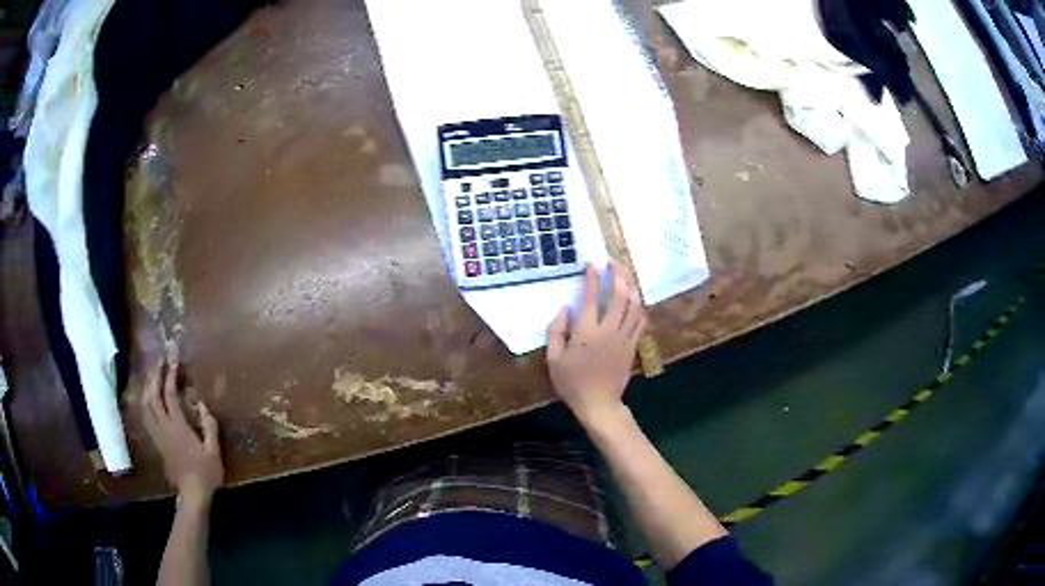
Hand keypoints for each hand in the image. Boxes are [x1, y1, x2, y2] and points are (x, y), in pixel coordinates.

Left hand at [143, 362, 223, 506]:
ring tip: (152, 376)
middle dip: (155, 377)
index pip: (170, 396)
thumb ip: (209, 426)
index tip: (174, 361)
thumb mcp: (213, 451)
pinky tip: (149, 399)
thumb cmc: (206, 473)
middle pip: (153, 397)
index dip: (170, 377)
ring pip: (146, 406)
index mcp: (178, 427)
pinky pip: (146, 417)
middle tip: (159, 362)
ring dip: (148, 388)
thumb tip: (202, 405)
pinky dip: (146, 402)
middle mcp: (164, 427)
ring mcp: (158, 435)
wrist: (192, 493)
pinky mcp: (157, 442)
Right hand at [547, 264, 646, 426]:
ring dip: (630, 288)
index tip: (591, 265)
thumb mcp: (553, 359)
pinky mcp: (632, 346)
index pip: (592, 298)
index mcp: (586, 332)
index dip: (592, 278)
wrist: (598, 404)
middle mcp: (608, 330)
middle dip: (617, 276)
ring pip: (633, 306)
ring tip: (625, 277)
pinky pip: (640, 321)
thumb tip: (566, 308)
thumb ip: (556, 331)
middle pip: (619, 296)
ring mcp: (624, 337)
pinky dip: (639, 308)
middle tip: (613, 263)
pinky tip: (635, 301)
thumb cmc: (572, 383)